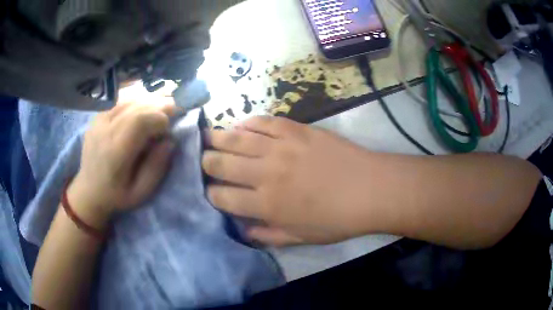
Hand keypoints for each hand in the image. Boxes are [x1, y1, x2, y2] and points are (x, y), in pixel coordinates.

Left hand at [68, 102, 177, 228]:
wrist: (89, 191)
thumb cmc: (116, 195)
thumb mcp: (141, 192)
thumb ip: (156, 167)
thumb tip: (170, 141)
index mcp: (116, 152)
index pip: (140, 121)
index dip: (160, 118)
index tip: (170, 127)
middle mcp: (105, 131)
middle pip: (136, 107)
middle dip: (158, 107)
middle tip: (174, 110)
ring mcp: (99, 121)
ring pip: (129, 101)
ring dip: (148, 103)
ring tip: (160, 109)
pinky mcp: (97, 118)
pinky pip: (120, 103)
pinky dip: (135, 103)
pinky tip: (143, 110)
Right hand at [203, 116, 377, 245]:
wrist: (370, 190)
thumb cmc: (337, 219)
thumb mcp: (301, 238)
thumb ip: (268, 235)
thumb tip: (243, 230)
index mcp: (265, 205)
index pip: (221, 197)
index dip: (211, 194)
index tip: (211, 192)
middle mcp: (264, 174)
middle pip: (220, 164)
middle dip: (205, 163)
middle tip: (203, 161)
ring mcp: (279, 147)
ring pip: (235, 139)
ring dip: (216, 138)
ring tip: (207, 137)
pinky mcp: (295, 129)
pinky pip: (263, 122)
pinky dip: (248, 123)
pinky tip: (241, 126)